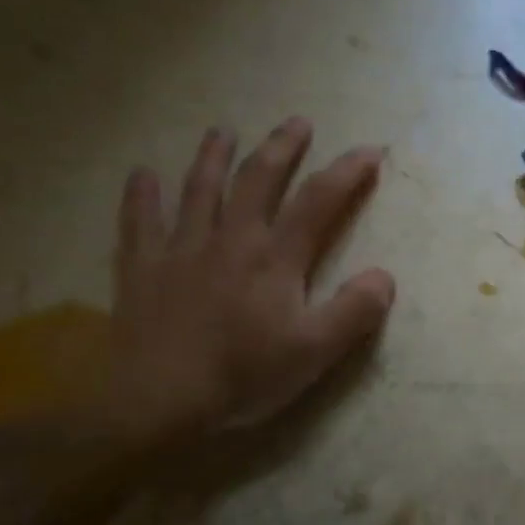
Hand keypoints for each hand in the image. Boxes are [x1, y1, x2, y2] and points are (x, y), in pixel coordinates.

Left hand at [90, 118, 395, 444]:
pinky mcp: (142, 269)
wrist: (159, 402)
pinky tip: (141, 174)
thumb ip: (354, 312)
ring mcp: (180, 250)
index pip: (318, 202)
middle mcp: (229, 240)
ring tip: (222, 131)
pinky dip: (141, 195)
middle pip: (258, 180)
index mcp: (274, 259)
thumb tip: (385, 276)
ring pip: (199, 190)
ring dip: (213, 156)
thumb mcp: (314, 353)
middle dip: (281, 148)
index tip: (368, 151)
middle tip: (297, 122)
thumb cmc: (242, 377)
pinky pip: (139, 221)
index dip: (347, 172)